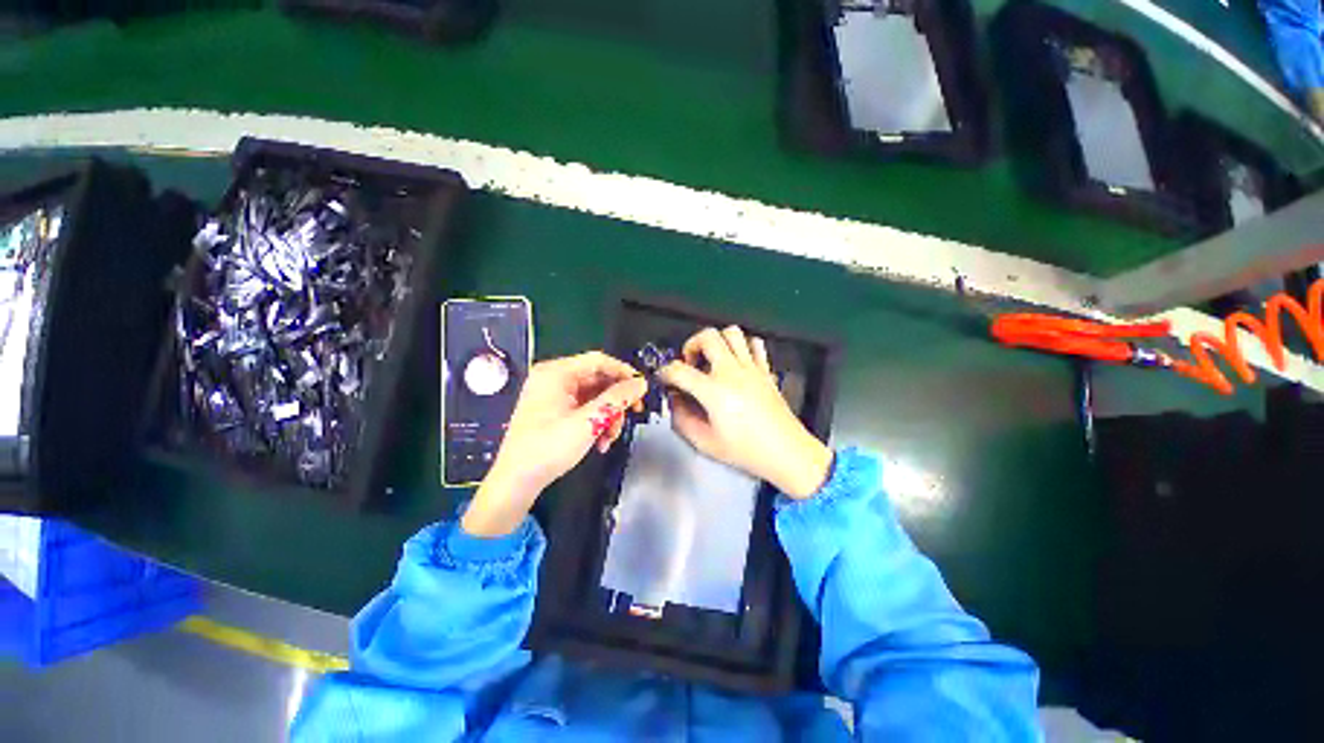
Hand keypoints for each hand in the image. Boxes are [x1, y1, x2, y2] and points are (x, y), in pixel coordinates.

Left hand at [463, 351, 646, 536]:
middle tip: (632, 414)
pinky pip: (585, 408)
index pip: (599, 361)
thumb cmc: (548, 448)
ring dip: (608, 415)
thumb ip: (618, 399)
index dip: (624, 372)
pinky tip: (600, 441)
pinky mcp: (555, 411)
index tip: (641, 388)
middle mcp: (554, 379)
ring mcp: (553, 395)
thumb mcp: (589, 422)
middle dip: (616, 401)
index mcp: (556, 373)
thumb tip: (641, 383)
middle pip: (598, 379)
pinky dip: (596, 422)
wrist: (517, 482)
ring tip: (610, 437)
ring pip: (594, 396)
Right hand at [658, 326, 831, 498]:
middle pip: (707, 336)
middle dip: (691, 345)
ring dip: (717, 341)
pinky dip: (742, 346)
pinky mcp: (765, 370)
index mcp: (714, 391)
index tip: (664, 379)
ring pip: (732, 333)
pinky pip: (755, 344)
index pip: (679, 369)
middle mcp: (732, 372)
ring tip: (712, 359)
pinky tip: (736, 361)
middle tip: (690, 363)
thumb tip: (674, 401)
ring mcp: (752, 368)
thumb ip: (682, 420)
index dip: (665, 372)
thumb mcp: (705, 443)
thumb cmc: (747, 451)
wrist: (787, 453)